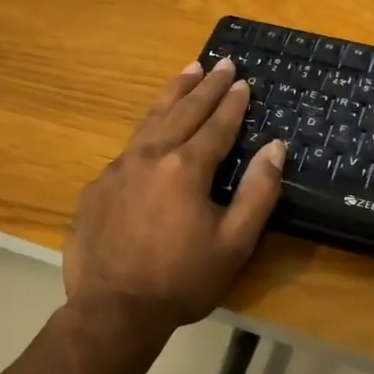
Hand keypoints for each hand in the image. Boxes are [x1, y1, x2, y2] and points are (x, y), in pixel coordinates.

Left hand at [63, 57, 286, 337]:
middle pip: (183, 110)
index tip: (243, 80)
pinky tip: (152, 129)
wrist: (111, 311)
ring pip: (151, 118)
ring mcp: (119, 168)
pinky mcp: (98, 185)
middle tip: (220, 62)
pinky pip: (129, 146)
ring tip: (188, 71)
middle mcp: (151, 155)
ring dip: (173, 93)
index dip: (232, 102)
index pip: (216, 124)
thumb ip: (258, 191)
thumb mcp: (234, 243)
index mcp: (186, 167)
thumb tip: (276, 147)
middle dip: (205, 85)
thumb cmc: (181, 280)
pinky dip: (147, 128)